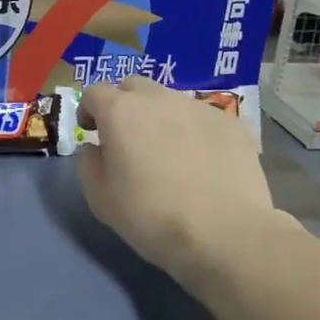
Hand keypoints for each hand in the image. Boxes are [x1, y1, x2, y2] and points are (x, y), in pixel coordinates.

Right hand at [76, 77, 289, 280]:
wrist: (224, 232)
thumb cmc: (151, 216)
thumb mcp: (100, 198)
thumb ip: (89, 164)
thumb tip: (96, 148)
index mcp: (120, 112)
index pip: (94, 92)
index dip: (88, 109)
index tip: (91, 132)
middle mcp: (158, 98)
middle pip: (133, 87)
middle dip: (124, 104)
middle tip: (127, 138)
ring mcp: (198, 108)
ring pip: (170, 101)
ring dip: (161, 118)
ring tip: (169, 153)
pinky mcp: (231, 123)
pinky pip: (202, 119)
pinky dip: (194, 132)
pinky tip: (202, 163)